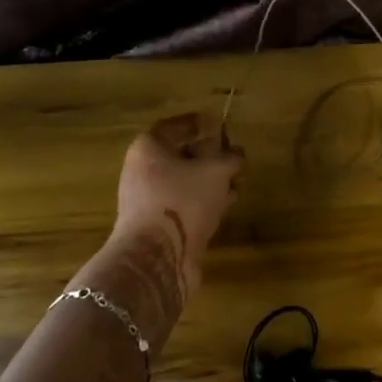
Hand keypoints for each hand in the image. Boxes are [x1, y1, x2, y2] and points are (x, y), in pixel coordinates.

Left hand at [114, 112, 244, 295]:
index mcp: (148, 149)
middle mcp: (143, 171)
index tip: (220, 124)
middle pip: (181, 155)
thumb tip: (236, 155)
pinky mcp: (159, 226)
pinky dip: (205, 202)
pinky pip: (185, 205)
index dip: (199, 123)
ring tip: (238, 182)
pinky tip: (227, 205)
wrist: (156, 258)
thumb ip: (230, 158)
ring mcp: (149, 201)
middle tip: (235, 157)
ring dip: (212, 181)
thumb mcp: (216, 171)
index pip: (175, 127)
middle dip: (210, 155)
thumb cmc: (182, 200)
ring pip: (185, 182)